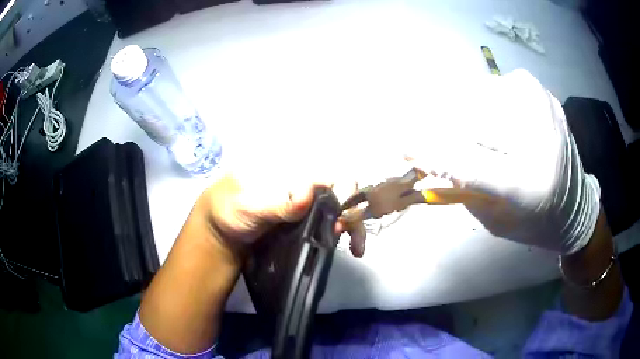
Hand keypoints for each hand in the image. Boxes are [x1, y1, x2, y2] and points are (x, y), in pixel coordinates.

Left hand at [201, 173, 367, 258]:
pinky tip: (349, 246)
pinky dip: (343, 233)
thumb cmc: (229, 210)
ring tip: (357, 247)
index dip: (344, 193)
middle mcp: (303, 182)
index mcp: (291, 170)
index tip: (346, 218)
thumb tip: (310, 190)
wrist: (220, 233)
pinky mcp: (304, 221)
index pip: (328, 174)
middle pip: (340, 191)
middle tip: (355, 241)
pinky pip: (330, 222)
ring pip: (339, 208)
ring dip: (353, 225)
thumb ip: (278, 202)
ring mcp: (305, 203)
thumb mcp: (249, 206)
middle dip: (353, 213)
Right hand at [407, 70, 599, 254]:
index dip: (429, 151)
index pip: (467, 162)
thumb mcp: (495, 218)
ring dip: (461, 109)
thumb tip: (430, 150)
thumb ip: (463, 185)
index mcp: (529, 186)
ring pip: (481, 93)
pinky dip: (484, 98)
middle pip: (472, 118)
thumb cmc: (534, 221)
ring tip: (461, 127)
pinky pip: (498, 85)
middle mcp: (540, 140)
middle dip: (439, 124)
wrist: (575, 206)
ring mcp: (543, 108)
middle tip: (421, 131)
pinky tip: (491, 116)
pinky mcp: (543, 94)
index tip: (402, 145)